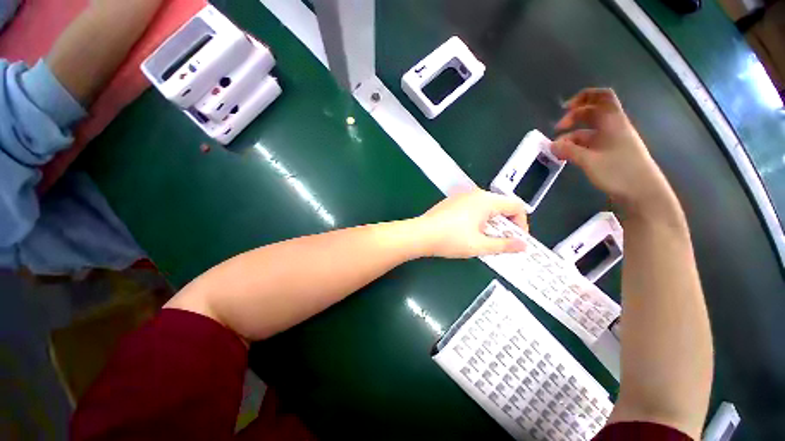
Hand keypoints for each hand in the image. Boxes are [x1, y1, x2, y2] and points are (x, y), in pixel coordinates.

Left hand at [416, 189, 527, 258]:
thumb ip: (504, 245)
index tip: (517, 240)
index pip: (516, 206)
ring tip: (485, 240)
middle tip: (502, 243)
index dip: (522, 223)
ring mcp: (462, 197)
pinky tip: (469, 233)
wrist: (421, 235)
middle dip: (506, 225)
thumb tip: (523, 245)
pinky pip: (473, 208)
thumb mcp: (480, 245)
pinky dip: (479, 220)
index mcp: (486, 201)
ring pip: (487, 208)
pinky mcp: (452, 202)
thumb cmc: (450, 239)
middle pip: (501, 206)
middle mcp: (475, 194)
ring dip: (492, 224)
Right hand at [552, 88, 676, 215]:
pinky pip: (590, 144)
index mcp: (613, 122)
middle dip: (573, 118)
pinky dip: (577, 147)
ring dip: (572, 136)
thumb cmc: (619, 171)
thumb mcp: (589, 161)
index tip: (565, 108)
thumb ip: (569, 151)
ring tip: (557, 150)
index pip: (601, 97)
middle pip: (592, 113)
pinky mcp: (610, 153)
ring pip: (589, 130)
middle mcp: (613, 127)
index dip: (583, 97)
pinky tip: (567, 156)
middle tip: (557, 131)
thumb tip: (550, 144)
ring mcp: (612, 141)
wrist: (642, 192)